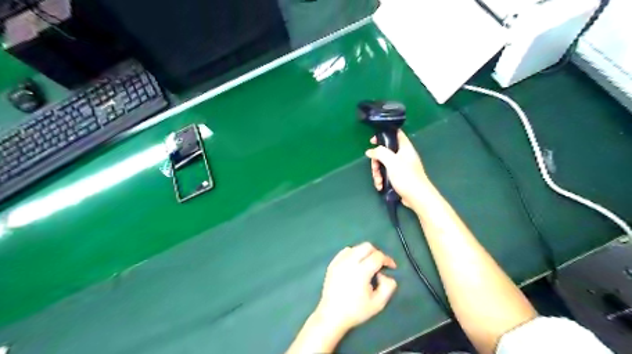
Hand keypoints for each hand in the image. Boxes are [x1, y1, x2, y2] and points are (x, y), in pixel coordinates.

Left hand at [313, 242, 395, 332]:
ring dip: (365, 253)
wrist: (332, 315)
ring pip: (356, 248)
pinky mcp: (332, 264)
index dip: (387, 259)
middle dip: (376, 253)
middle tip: (380, 264)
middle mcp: (349, 262)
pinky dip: (353, 254)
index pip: (378, 256)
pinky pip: (345, 251)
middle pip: (366, 246)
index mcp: (361, 271)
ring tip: (367, 265)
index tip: (391, 267)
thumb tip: (384, 274)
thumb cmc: (356, 311)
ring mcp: (339, 261)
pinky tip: (355, 265)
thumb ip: (388, 286)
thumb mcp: (378, 303)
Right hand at [366, 128, 429, 207]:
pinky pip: (387, 174)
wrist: (417, 197)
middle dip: (377, 161)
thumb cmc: (406, 177)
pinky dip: (382, 179)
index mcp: (405, 148)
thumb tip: (370, 151)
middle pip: (385, 152)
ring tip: (378, 181)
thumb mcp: (391, 161)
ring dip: (378, 173)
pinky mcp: (399, 177)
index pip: (395, 134)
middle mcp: (403, 155)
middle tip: (375, 169)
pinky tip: (381, 186)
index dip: (383, 135)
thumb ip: (380, 153)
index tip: (372, 141)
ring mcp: (401, 167)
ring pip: (384, 164)